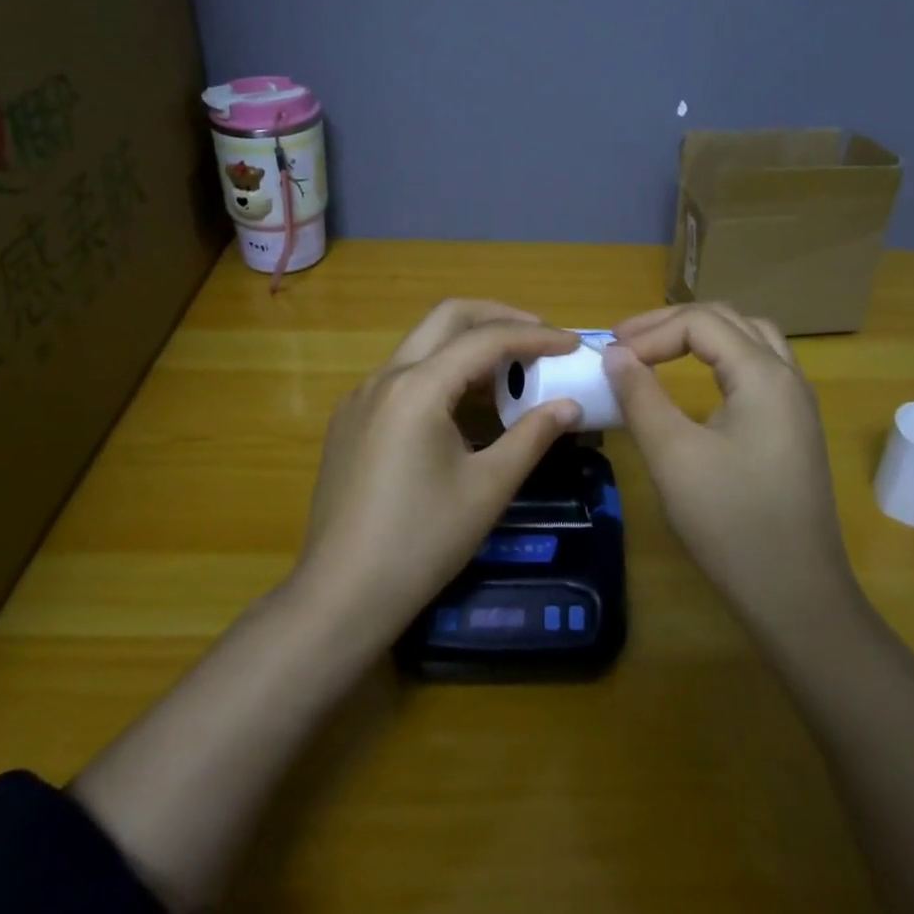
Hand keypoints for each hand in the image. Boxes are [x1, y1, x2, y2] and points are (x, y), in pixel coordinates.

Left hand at [293, 300, 581, 647]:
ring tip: (510, 373)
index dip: (536, 337)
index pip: (485, 339)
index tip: (572, 345)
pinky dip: (441, 373)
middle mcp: (384, 377)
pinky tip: (463, 408)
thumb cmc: (421, 542)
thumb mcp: (488, 489)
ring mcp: (360, 397)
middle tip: (539, 337)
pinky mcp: (350, 420)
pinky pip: (403, 376)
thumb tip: (570, 406)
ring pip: (422, 345)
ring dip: (468, 345)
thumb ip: (532, 437)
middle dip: (497, 318)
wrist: (341, 595)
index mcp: (417, 387)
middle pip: (446, 318)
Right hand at [603, 304, 860, 639]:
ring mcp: (797, 403)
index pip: (701, 323)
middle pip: (728, 320)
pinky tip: (698, 383)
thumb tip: (615, 354)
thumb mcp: (673, 455)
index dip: (650, 333)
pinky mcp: (793, 428)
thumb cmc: (731, 523)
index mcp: (764, 375)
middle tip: (626, 342)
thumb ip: (640, 396)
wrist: (797, 596)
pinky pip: (758, 368)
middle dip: (672, 324)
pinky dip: (721, 359)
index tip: (611, 359)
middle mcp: (787, 377)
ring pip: (749, 340)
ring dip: (701, 336)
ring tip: (658, 350)